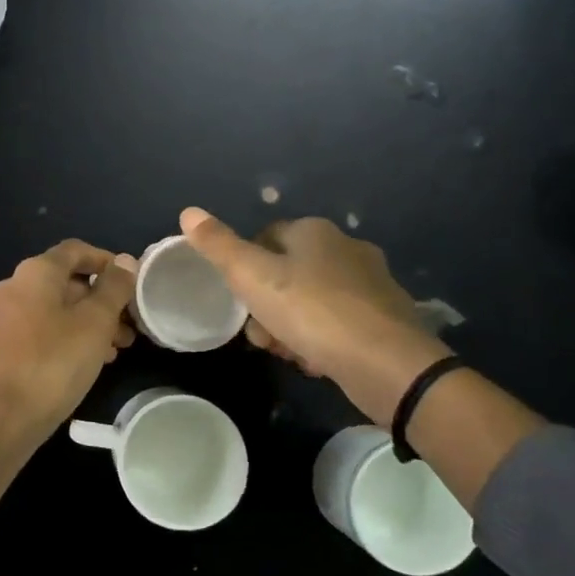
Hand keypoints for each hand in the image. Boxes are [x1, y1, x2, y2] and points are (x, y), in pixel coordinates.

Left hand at [0, 240, 137, 455]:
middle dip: (101, 300)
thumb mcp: (94, 324)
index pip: (75, 250)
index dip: (106, 261)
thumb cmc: (50, 364)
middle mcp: (12, 288)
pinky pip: (40, 332)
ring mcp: (1, 320)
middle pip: (65, 282)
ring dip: (87, 324)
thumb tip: (125, 261)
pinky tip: (87, 365)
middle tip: (131, 326)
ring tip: (117, 350)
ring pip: (54, 311)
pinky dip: (66, 339)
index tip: (132, 282)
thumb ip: (113, 290)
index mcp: (34, 273)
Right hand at [179, 207, 447, 419]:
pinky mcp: (386, 317)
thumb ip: (219, 246)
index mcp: (314, 231)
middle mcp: (346, 248)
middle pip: (287, 273)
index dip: (245, 270)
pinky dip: (321, 340)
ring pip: (311, 300)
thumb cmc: (312, 311)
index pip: (265, 237)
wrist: (386, 364)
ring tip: (287, 353)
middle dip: (267, 306)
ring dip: (290, 326)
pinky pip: (338, 323)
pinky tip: (315, 361)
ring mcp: (371, 283)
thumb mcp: (252, 277)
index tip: (239, 301)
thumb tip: (188, 211)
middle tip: (261, 336)